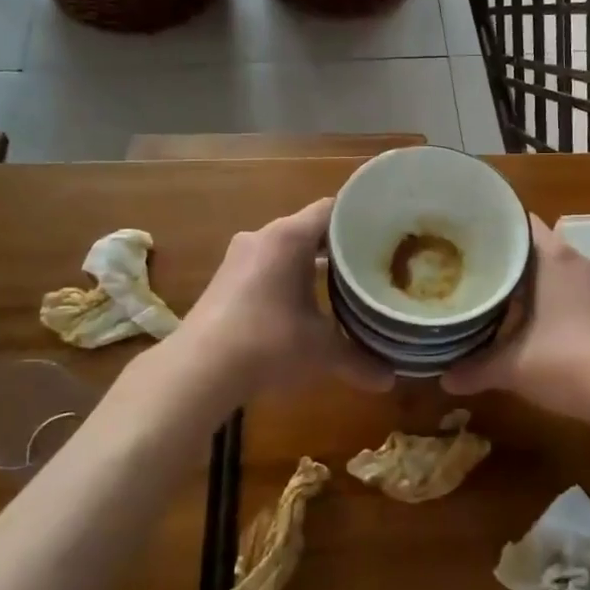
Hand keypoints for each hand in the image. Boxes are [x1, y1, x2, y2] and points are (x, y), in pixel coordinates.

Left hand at [180, 197, 394, 396]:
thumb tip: (390, 380)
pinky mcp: (225, 279)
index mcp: (289, 237)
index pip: (332, 209)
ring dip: (310, 264)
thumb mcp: (321, 351)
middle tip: (371, 262)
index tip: (384, 233)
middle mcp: (263, 237)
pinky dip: (287, 278)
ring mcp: (239, 257)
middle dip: (339, 246)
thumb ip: (359, 359)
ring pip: (285, 249)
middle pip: (309, 228)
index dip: (360, 218)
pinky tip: (303, 304)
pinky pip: (266, 266)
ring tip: (342, 283)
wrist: (199, 369)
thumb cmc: (269, 343)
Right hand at [442, 215, 589, 423]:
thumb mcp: (511, 368)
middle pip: (536, 246)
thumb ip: (474, 369)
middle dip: (506, 257)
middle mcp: (578, 261)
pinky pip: (572, 290)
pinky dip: (551, 298)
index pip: (520, 223)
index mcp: (554, 258)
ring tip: (496, 294)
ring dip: (531, 281)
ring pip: (556, 270)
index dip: (492, 227)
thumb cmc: (568, 362)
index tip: (465, 238)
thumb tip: (443, 380)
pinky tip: (532, 321)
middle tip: (471, 269)